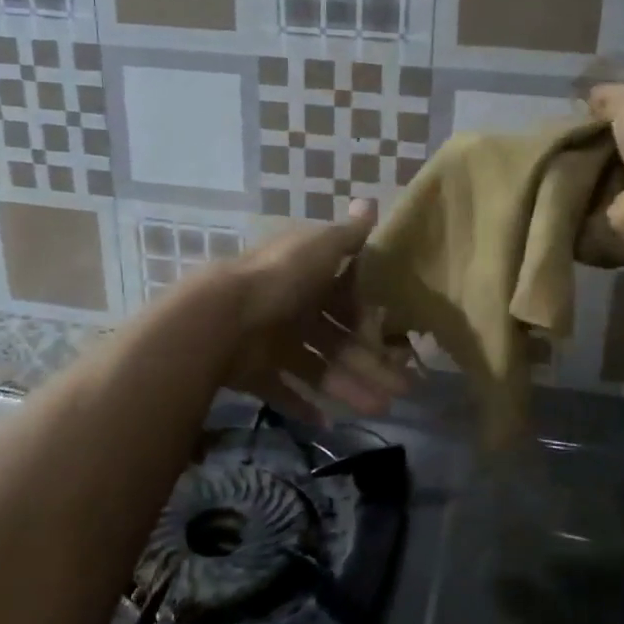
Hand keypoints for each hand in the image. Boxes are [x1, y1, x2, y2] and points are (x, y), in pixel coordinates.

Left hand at [219, 200, 411, 420]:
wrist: (222, 318)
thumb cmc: (280, 278)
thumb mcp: (320, 247)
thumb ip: (349, 234)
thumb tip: (370, 202)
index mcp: (308, 276)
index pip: (348, 298)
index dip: (373, 318)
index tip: (401, 340)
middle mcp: (293, 307)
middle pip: (338, 338)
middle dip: (371, 362)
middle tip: (402, 388)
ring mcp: (273, 341)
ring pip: (319, 367)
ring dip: (348, 386)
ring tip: (379, 408)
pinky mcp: (255, 371)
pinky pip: (284, 389)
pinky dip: (303, 405)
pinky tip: (328, 421)